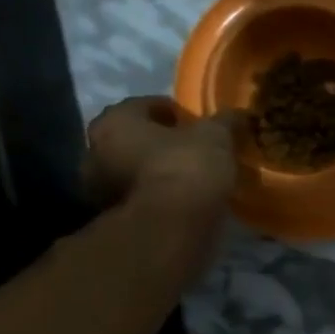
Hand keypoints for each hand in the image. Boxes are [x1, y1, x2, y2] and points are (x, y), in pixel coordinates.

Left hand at [82, 96, 237, 221]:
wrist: (170, 227)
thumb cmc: (186, 167)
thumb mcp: (215, 137)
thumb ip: (224, 122)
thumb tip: (238, 114)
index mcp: (115, 120)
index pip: (145, 105)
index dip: (174, 112)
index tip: (196, 123)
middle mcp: (95, 150)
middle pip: (133, 139)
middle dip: (159, 143)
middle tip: (191, 150)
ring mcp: (99, 188)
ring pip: (132, 170)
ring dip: (154, 172)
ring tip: (188, 179)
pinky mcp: (111, 219)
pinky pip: (138, 198)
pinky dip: (155, 196)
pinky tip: (180, 201)